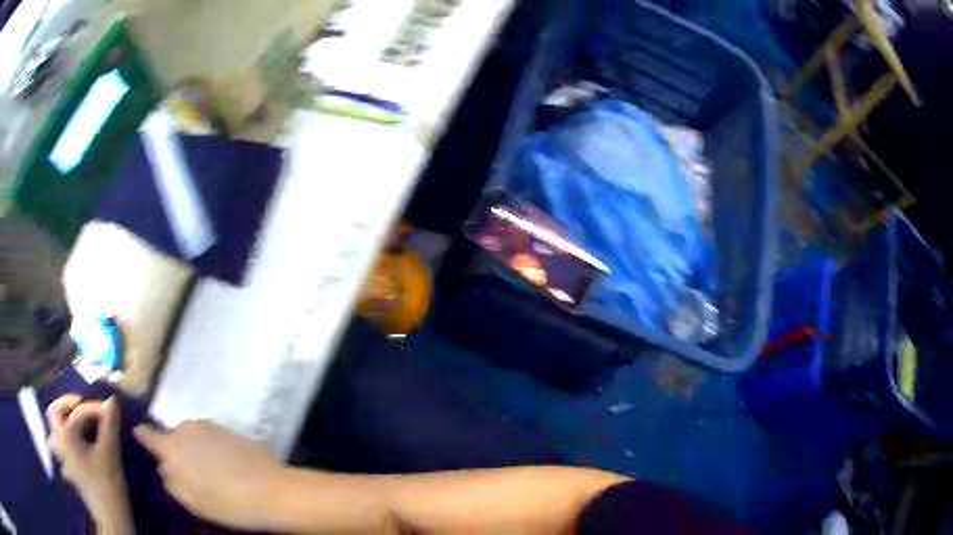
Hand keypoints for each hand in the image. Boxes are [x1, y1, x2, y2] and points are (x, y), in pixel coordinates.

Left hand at [47, 395, 132, 532]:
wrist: (110, 519)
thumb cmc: (107, 483)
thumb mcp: (110, 452)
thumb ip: (109, 424)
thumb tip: (112, 400)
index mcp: (65, 435)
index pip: (77, 412)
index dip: (93, 408)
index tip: (109, 411)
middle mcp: (59, 442)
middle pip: (54, 414)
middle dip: (66, 406)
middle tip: (81, 404)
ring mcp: (63, 459)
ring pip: (55, 432)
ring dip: (63, 424)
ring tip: (75, 424)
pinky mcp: (70, 471)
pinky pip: (62, 448)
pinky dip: (67, 441)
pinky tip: (78, 446)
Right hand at [134, 420, 284, 530]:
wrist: (270, 491)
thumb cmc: (225, 502)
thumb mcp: (190, 500)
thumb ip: (170, 480)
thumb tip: (163, 466)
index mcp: (171, 446)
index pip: (149, 435)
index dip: (143, 434)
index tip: (138, 430)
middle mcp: (186, 428)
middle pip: (173, 436)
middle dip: (176, 449)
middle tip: (189, 471)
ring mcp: (209, 426)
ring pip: (193, 436)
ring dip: (195, 448)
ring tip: (210, 472)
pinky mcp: (229, 429)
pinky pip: (211, 438)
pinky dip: (212, 448)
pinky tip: (224, 466)